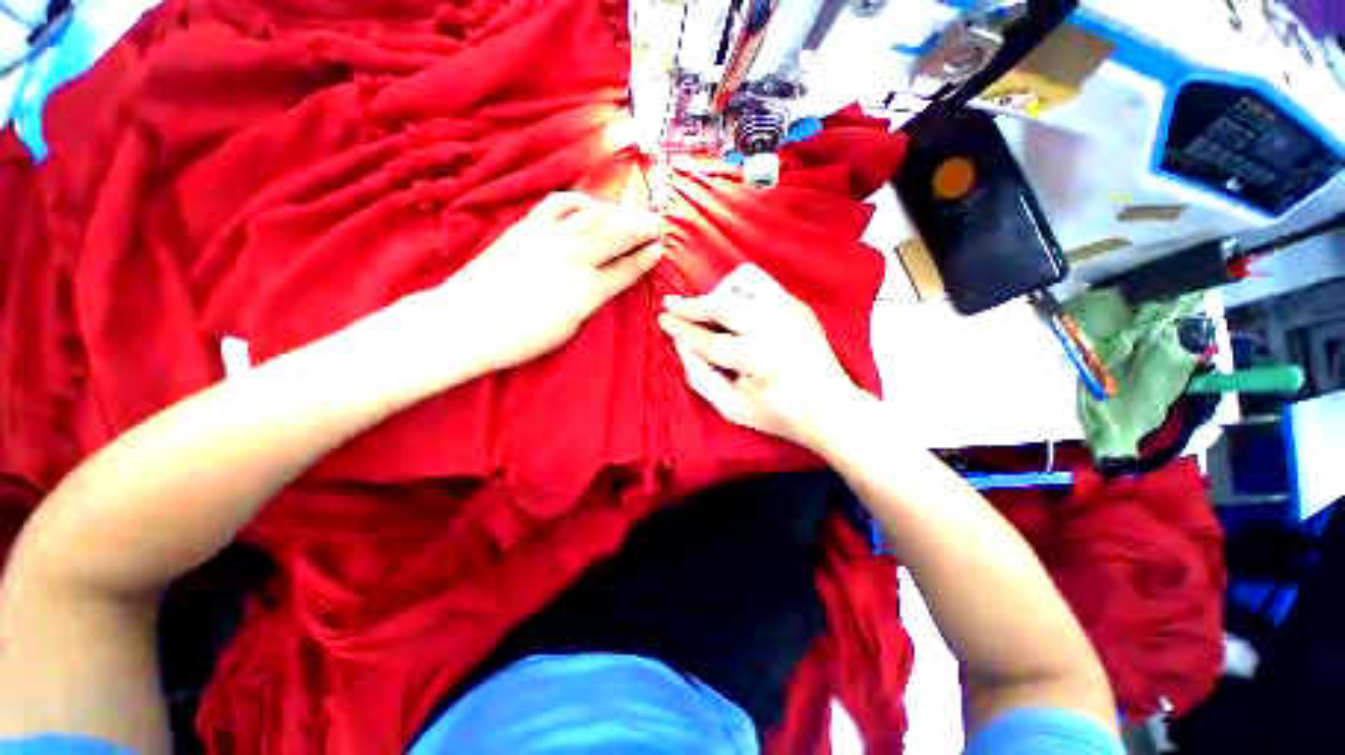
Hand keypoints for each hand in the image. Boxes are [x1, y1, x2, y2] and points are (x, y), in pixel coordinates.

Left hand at [435, 192, 662, 372]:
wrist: (468, 322)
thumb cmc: (522, 336)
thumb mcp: (569, 326)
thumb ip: (593, 299)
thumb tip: (607, 281)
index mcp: (587, 290)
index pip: (626, 268)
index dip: (645, 258)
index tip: (659, 249)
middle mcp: (574, 257)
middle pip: (616, 235)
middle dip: (640, 227)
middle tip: (655, 223)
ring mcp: (549, 237)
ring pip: (593, 216)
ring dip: (617, 211)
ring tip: (629, 212)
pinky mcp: (527, 226)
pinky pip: (559, 204)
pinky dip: (580, 200)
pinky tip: (590, 204)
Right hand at [657, 264, 860, 447]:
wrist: (831, 408)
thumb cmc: (779, 414)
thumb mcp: (731, 408)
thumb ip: (700, 376)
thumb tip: (680, 345)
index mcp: (755, 356)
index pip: (706, 338)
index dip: (680, 327)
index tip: (662, 318)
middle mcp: (772, 325)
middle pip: (721, 303)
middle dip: (691, 304)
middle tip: (672, 305)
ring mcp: (789, 310)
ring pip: (743, 279)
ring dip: (720, 292)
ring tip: (713, 312)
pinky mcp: (798, 304)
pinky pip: (761, 283)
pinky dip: (741, 292)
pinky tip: (737, 311)